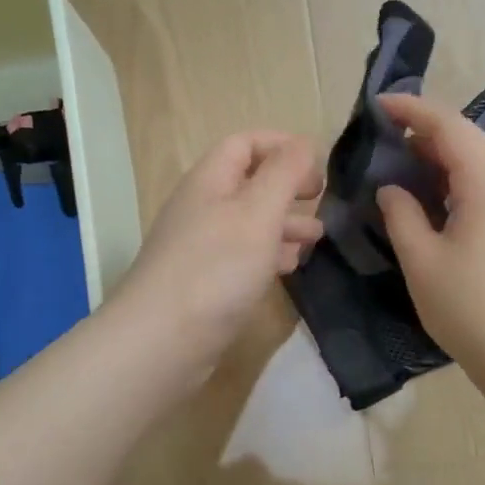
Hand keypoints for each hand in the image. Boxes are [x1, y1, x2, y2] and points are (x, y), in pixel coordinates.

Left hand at [109, 131, 322, 386]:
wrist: (162, 341)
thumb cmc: (216, 268)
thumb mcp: (258, 212)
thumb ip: (284, 174)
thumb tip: (304, 143)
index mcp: (209, 181)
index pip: (245, 144)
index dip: (282, 146)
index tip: (318, 166)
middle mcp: (202, 208)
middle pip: (249, 183)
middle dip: (288, 187)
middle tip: (321, 200)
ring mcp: (201, 247)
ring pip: (249, 222)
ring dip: (284, 223)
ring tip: (317, 238)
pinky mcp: (205, 282)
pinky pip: (242, 256)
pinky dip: (269, 254)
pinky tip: (290, 267)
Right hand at [375, 94, 484, 376]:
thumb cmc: (467, 307)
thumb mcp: (421, 259)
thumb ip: (401, 213)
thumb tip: (391, 188)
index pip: (449, 126)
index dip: (412, 110)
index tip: (378, 105)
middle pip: (469, 137)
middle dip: (427, 128)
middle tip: (387, 132)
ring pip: (481, 160)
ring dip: (443, 152)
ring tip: (405, 158)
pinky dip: (458, 176)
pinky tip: (435, 192)